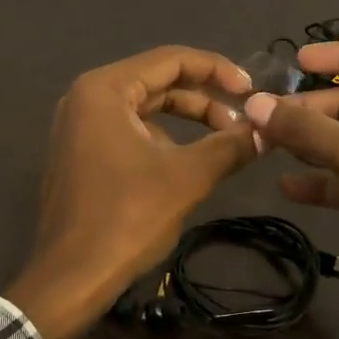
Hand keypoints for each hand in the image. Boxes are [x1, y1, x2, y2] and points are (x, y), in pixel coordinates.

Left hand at [6, 46, 256, 338]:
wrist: (70, 279)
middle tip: (244, 122)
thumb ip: (230, 146)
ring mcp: (79, 127)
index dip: (218, 70)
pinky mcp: (81, 155)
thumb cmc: (126, 218)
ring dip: (187, 121)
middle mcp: (86, 98)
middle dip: (205, 99)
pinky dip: (163, 140)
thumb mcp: (187, 177)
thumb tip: (268, 131)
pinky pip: (129, 132)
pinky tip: (188, 166)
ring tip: (225, 144)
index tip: (252, 92)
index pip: (171, 59)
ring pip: (145, 109)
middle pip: (158, 82)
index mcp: (105, 89)